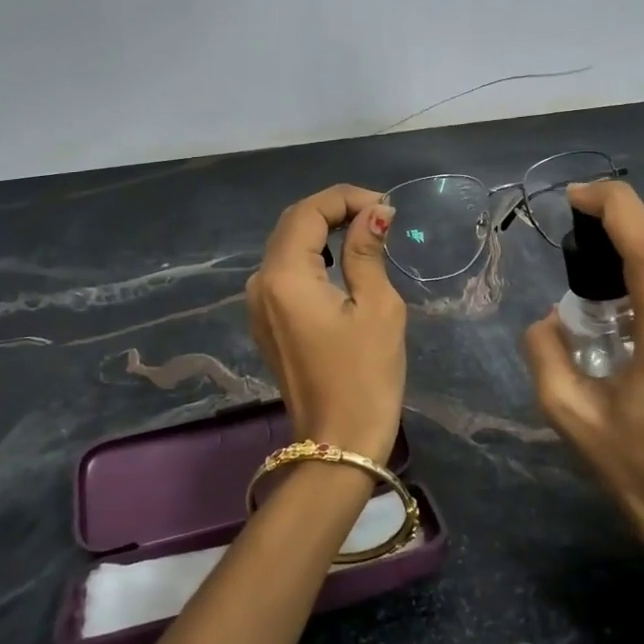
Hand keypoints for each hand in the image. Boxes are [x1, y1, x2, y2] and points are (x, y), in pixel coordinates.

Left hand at [246, 185, 406, 463]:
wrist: (337, 445)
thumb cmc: (365, 376)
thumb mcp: (377, 307)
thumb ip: (367, 252)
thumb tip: (375, 212)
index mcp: (284, 276)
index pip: (308, 212)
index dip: (345, 198)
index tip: (385, 205)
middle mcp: (260, 284)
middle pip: (292, 224)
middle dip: (334, 210)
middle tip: (379, 214)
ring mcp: (258, 305)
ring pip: (287, 246)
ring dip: (323, 231)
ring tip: (367, 231)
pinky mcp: (267, 322)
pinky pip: (286, 272)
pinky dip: (314, 256)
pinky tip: (343, 261)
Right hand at [521, 179, 643, 560]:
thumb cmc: (630, 467)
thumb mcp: (566, 413)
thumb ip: (544, 352)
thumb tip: (550, 316)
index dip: (616, 209)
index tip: (578, 196)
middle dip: (623, 222)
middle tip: (579, 222)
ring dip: (639, 253)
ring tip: (598, 266)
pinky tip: (631, 302)